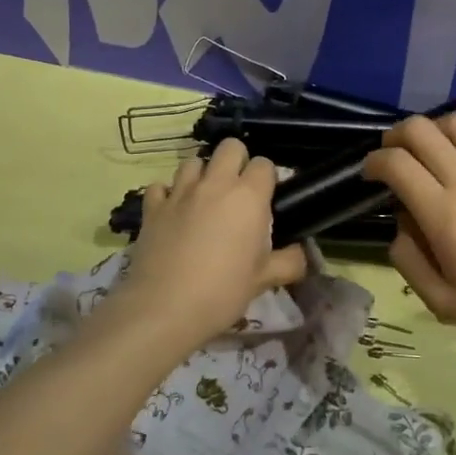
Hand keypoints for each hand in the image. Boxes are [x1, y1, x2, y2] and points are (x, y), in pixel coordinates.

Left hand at [109, 138, 307, 350]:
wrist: (164, 308)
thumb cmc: (222, 292)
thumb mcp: (264, 280)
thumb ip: (290, 262)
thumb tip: (303, 255)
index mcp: (248, 197)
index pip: (264, 164)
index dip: (267, 178)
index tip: (266, 199)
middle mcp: (215, 184)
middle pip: (229, 147)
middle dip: (237, 161)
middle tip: (238, 191)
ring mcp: (180, 192)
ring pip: (193, 160)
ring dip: (202, 174)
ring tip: (204, 199)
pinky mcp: (152, 207)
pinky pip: (160, 186)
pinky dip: (168, 194)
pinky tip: (173, 211)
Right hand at [363, 113, 455, 345]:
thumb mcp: (441, 302)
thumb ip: (408, 263)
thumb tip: (399, 227)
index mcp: (441, 213)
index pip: (396, 164)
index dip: (373, 162)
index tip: (370, 174)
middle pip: (421, 130)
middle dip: (396, 135)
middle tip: (393, 154)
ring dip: (436, 127)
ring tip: (431, 147)